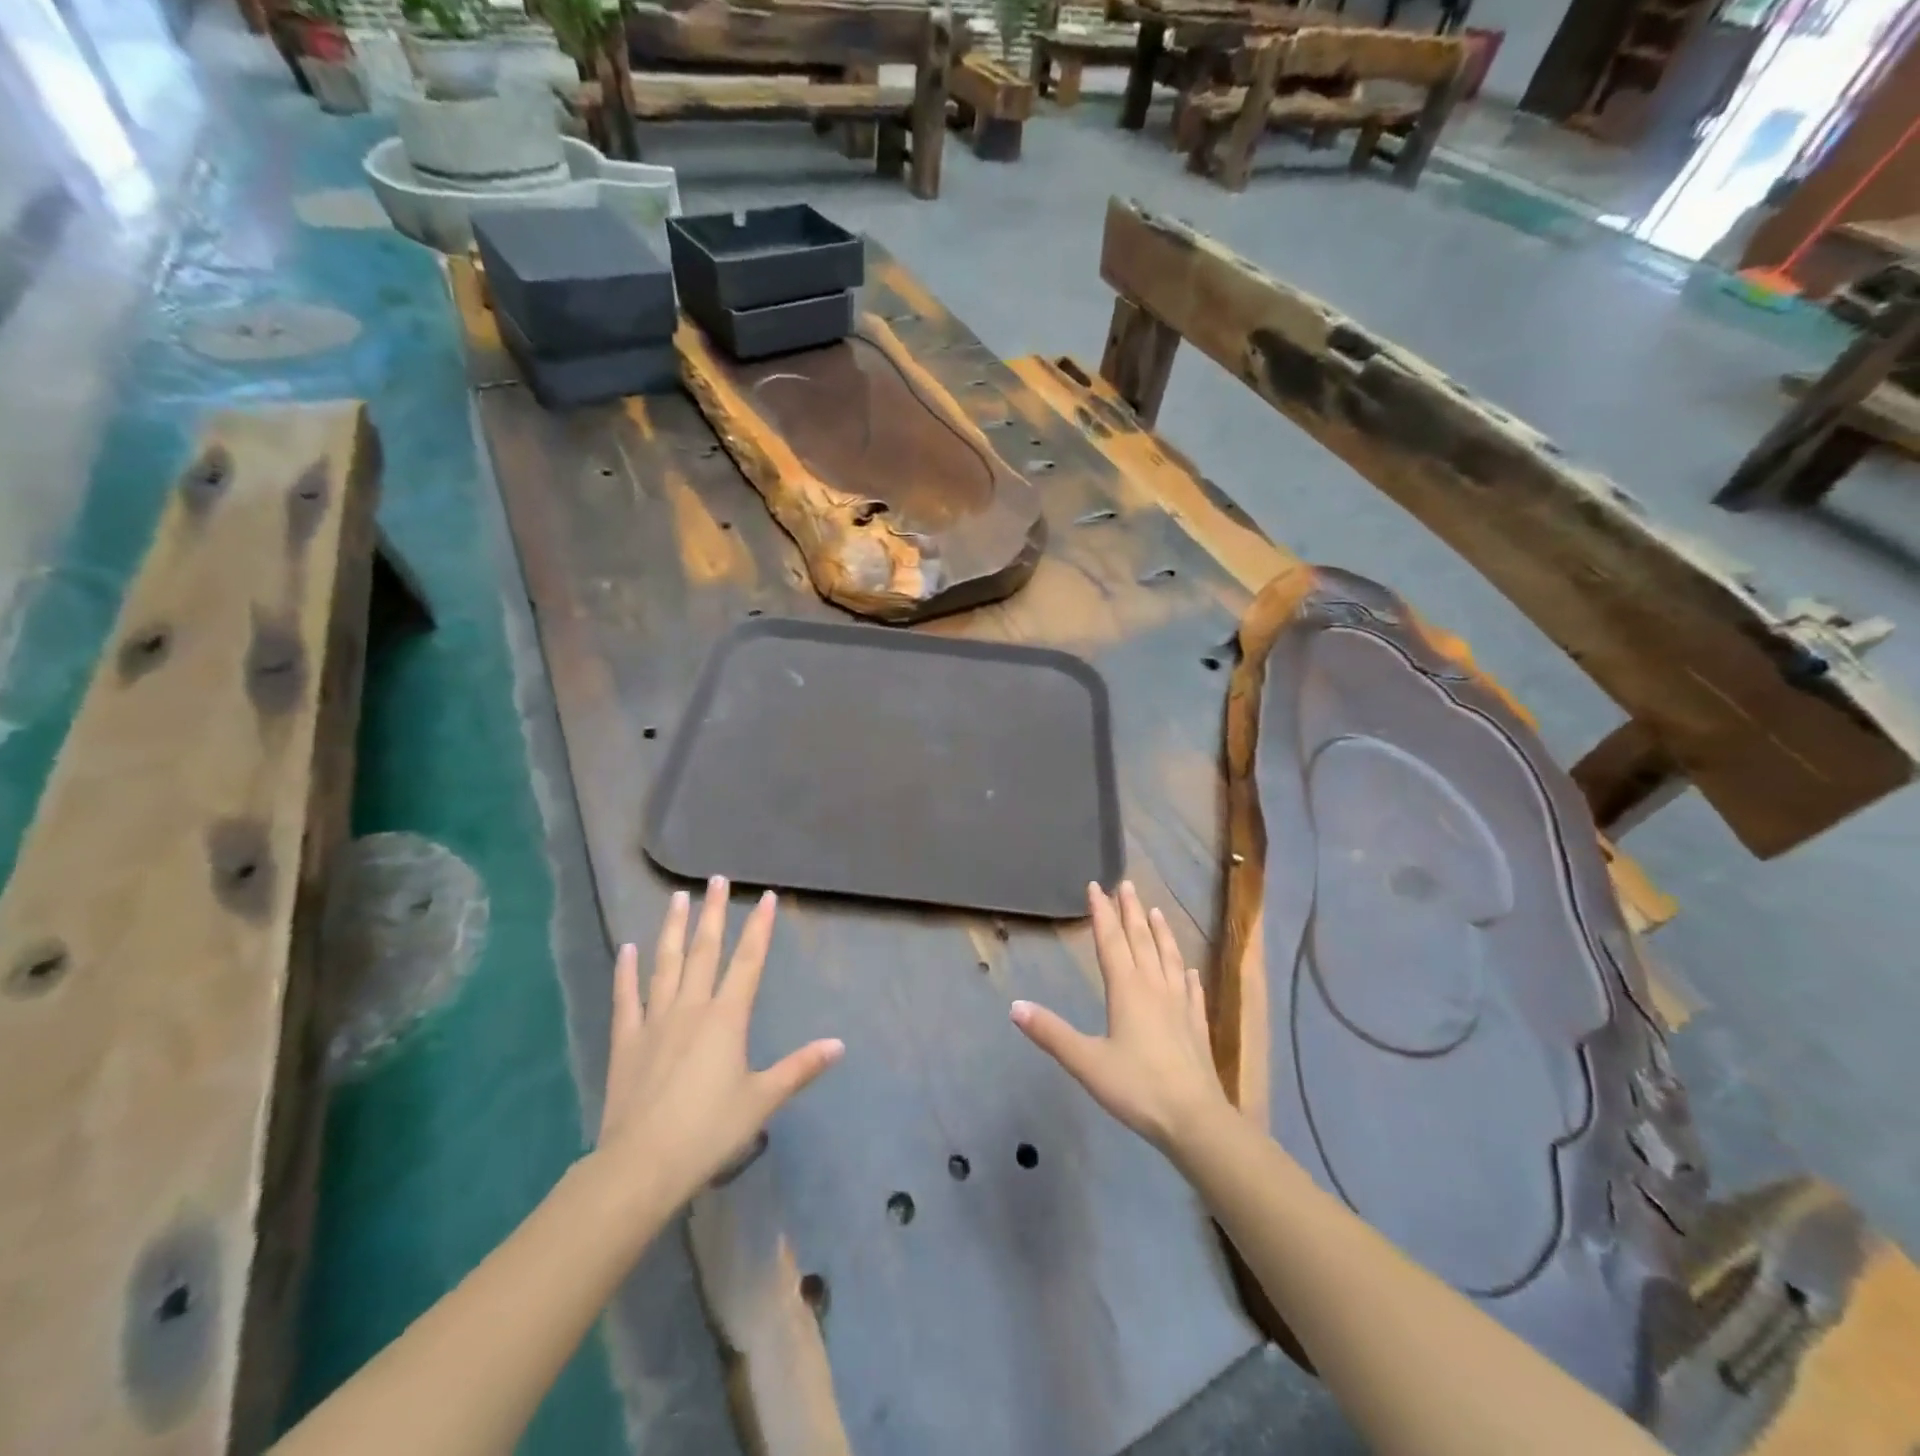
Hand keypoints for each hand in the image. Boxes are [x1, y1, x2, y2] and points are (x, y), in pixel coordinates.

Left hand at [595, 878, 842, 1209]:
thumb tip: (839, 1045)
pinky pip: (626, 997)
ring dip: (672, 928)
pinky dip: (626, 971)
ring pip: (665, 964)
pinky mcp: (626, 1041)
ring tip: (677, 897)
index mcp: (727, 1018)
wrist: (642, 1164)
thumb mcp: (762, 1100)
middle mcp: (692, 1007)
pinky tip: (627, 948)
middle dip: (714, 913)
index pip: (748, 962)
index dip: (759, 928)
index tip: (766, 897)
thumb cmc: (709, 1130)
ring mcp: (655, 1021)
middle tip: (718, 880)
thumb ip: (800, 1068)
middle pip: (705, 951)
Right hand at [1011, 881, 1230, 1158]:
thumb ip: (1051, 1033)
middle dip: (1131, 911)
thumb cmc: (1137, 1087)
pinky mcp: (1197, 1025)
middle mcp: (1154, 987)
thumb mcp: (1086, 1062)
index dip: (1102, 913)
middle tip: (1126, 884)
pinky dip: (1187, 974)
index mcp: (1127, 989)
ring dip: (1160, 932)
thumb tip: (1015, 1005)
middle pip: (1141, 941)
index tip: (1096, 886)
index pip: (1111, 941)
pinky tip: (1190, 969)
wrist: (1195, 1120)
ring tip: (1156, 911)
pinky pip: (1191, 989)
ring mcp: (1180, 1005)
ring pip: (1169, 958)